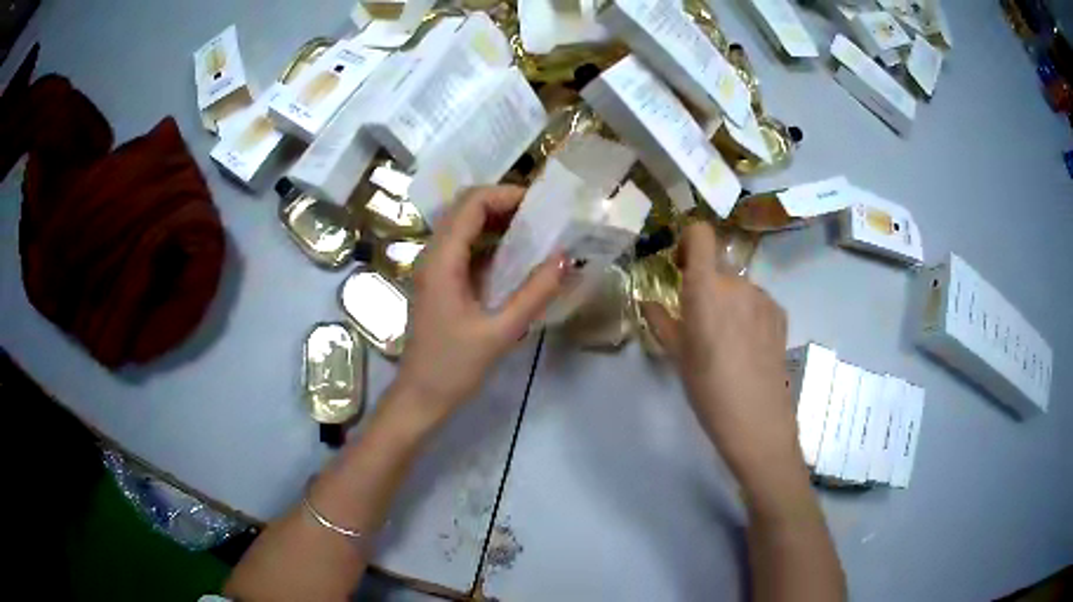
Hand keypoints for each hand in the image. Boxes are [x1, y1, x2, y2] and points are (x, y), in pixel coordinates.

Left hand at [390, 186, 564, 431]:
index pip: (471, 204)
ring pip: (463, 226)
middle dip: (503, 203)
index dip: (506, 194)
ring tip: (535, 231)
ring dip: (496, 221)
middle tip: (542, 216)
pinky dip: (489, 242)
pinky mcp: (438, 282)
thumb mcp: (500, 332)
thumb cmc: (454, 368)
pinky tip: (515, 257)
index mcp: (442, 261)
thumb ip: (535, 293)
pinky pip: (463, 247)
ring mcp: (432, 268)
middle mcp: (432, 255)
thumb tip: (566, 258)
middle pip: (464, 208)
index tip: (542, 205)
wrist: (420, 397)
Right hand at [641, 221, 800, 486]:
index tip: (681, 267)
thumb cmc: (709, 390)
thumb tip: (648, 302)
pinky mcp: (780, 313)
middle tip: (699, 323)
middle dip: (705, 286)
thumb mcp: (678, 357)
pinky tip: (747, 346)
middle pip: (717, 268)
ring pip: (737, 287)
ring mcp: (763, 298)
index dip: (689, 242)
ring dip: (727, 302)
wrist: (758, 420)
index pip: (701, 234)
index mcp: (706, 289)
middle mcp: (737, 284)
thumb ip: (662, 321)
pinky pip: (756, 301)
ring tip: (725, 341)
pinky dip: (747, 313)